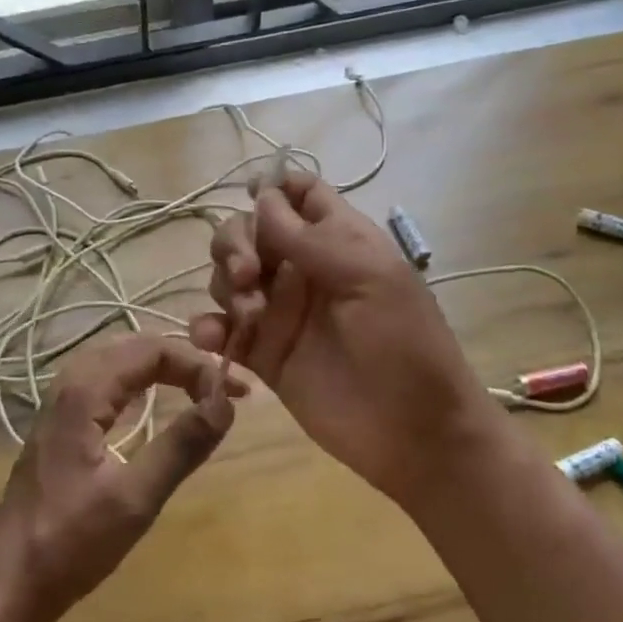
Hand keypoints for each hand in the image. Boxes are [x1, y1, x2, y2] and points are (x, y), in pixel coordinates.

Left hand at [0, 335, 241, 621]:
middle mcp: (70, 383)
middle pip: (134, 346)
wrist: (10, 580)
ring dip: (161, 366)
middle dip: (183, 359)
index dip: (196, 364)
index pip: (151, 350)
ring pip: (118, 359)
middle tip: (224, 387)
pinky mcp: (60, 421)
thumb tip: (224, 404)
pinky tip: (154, 399)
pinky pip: (106, 379)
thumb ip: (181, 447)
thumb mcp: (135, 498)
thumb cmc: (71, 542)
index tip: (232, 395)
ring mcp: (60, 401)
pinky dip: (139, 380)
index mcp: (84, 391)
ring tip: (200, 386)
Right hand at [191, 172, 488, 508]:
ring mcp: (280, 311)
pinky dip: (208, 328)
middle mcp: (302, 268)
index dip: (272, 187)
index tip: (249, 195)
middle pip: (249, 231)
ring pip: (229, 275)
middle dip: (235, 243)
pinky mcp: (263, 354)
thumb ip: (311, 237)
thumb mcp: (370, 277)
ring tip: (250, 318)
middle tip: (248, 274)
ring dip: (226, 284)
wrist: (415, 433)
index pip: (299, 194)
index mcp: (336, 240)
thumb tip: (261, 196)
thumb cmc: (405, 343)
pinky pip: (222, 328)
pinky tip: (212, 339)